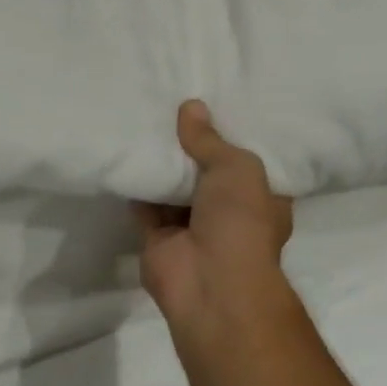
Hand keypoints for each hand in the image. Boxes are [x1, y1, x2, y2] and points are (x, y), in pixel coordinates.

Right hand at [133, 100, 295, 340]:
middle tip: (170, 104)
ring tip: (143, 120)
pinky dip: (137, 184)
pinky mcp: (158, 237)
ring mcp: (191, 226)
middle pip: (205, 171)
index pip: (247, 160)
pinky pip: (144, 204)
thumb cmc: (240, 222)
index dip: (230, 134)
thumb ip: (209, 140)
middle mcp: (227, 212)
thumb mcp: (237, 168)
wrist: (209, 282)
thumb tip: (191, 106)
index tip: (214, 103)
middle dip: (189, 146)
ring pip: (173, 187)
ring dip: (161, 163)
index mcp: (260, 198)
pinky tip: (125, 152)